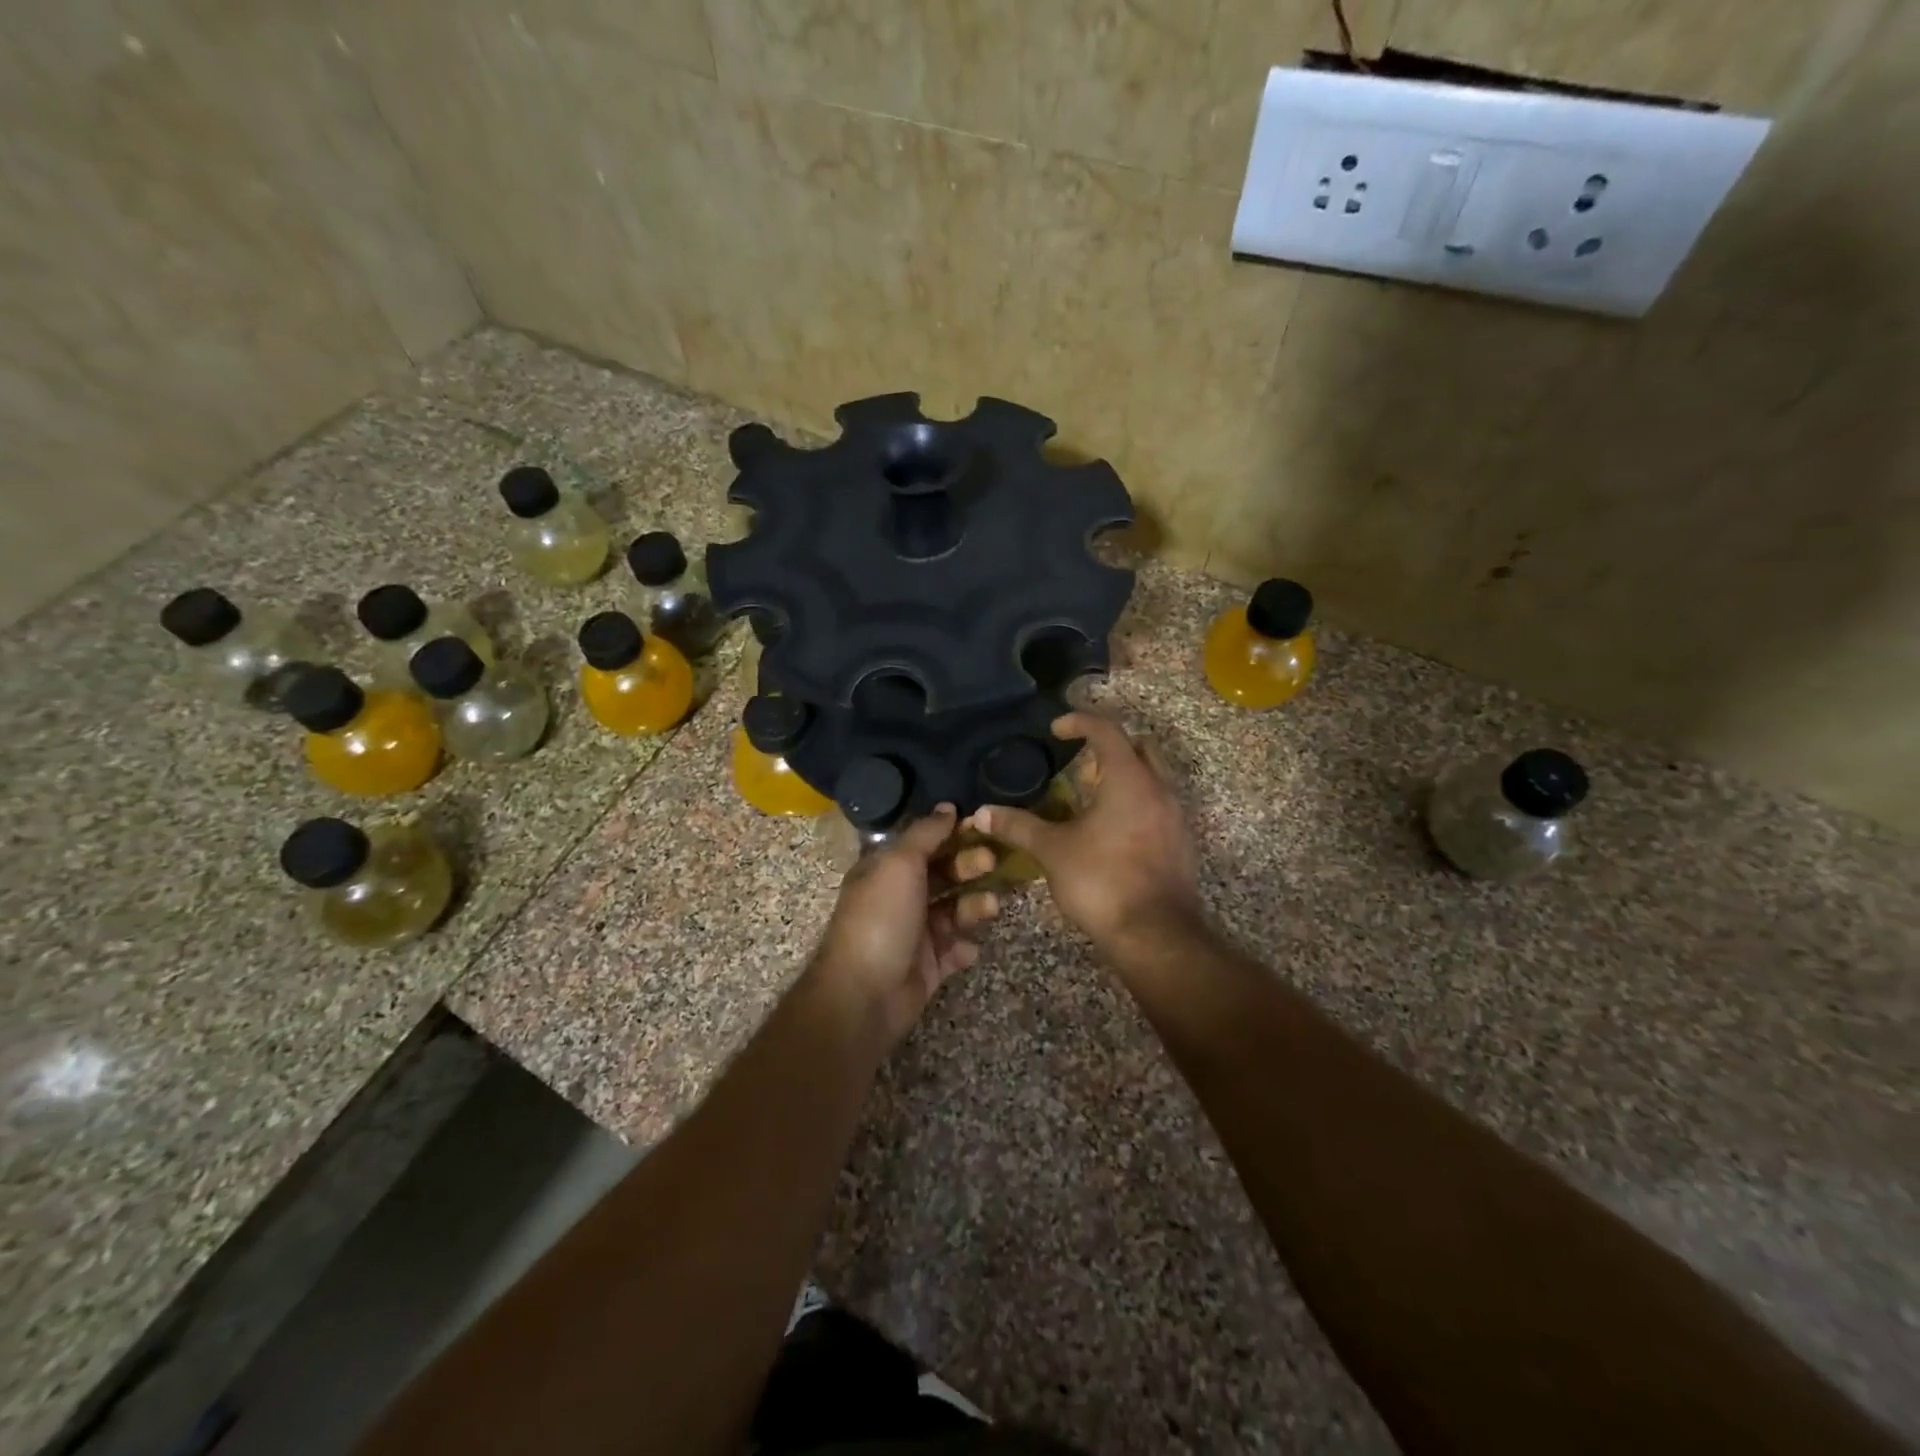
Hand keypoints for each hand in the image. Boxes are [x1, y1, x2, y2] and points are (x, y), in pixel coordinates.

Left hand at [812, 804, 1000, 1048]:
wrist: (865, 995)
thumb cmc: (881, 918)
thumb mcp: (899, 863)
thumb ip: (925, 834)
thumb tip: (947, 807)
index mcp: (885, 869)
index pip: (922, 843)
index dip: (950, 833)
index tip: (980, 825)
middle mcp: (899, 897)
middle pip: (942, 874)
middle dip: (968, 866)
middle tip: (992, 861)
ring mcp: (914, 933)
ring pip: (953, 911)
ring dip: (974, 905)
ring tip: (990, 907)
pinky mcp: (928, 966)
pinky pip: (954, 949)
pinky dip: (965, 946)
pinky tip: (969, 947)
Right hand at [972, 713, 1201, 961]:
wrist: (1156, 935)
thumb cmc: (1102, 881)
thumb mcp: (1052, 851)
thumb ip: (1018, 826)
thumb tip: (982, 813)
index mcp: (1129, 779)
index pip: (1106, 730)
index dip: (1079, 721)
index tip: (1056, 728)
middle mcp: (1159, 789)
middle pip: (1139, 746)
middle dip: (1110, 745)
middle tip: (1080, 761)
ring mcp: (1175, 816)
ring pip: (1153, 777)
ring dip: (1125, 776)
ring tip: (1091, 796)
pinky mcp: (1181, 843)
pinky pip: (1158, 806)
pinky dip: (1136, 803)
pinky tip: (1111, 830)